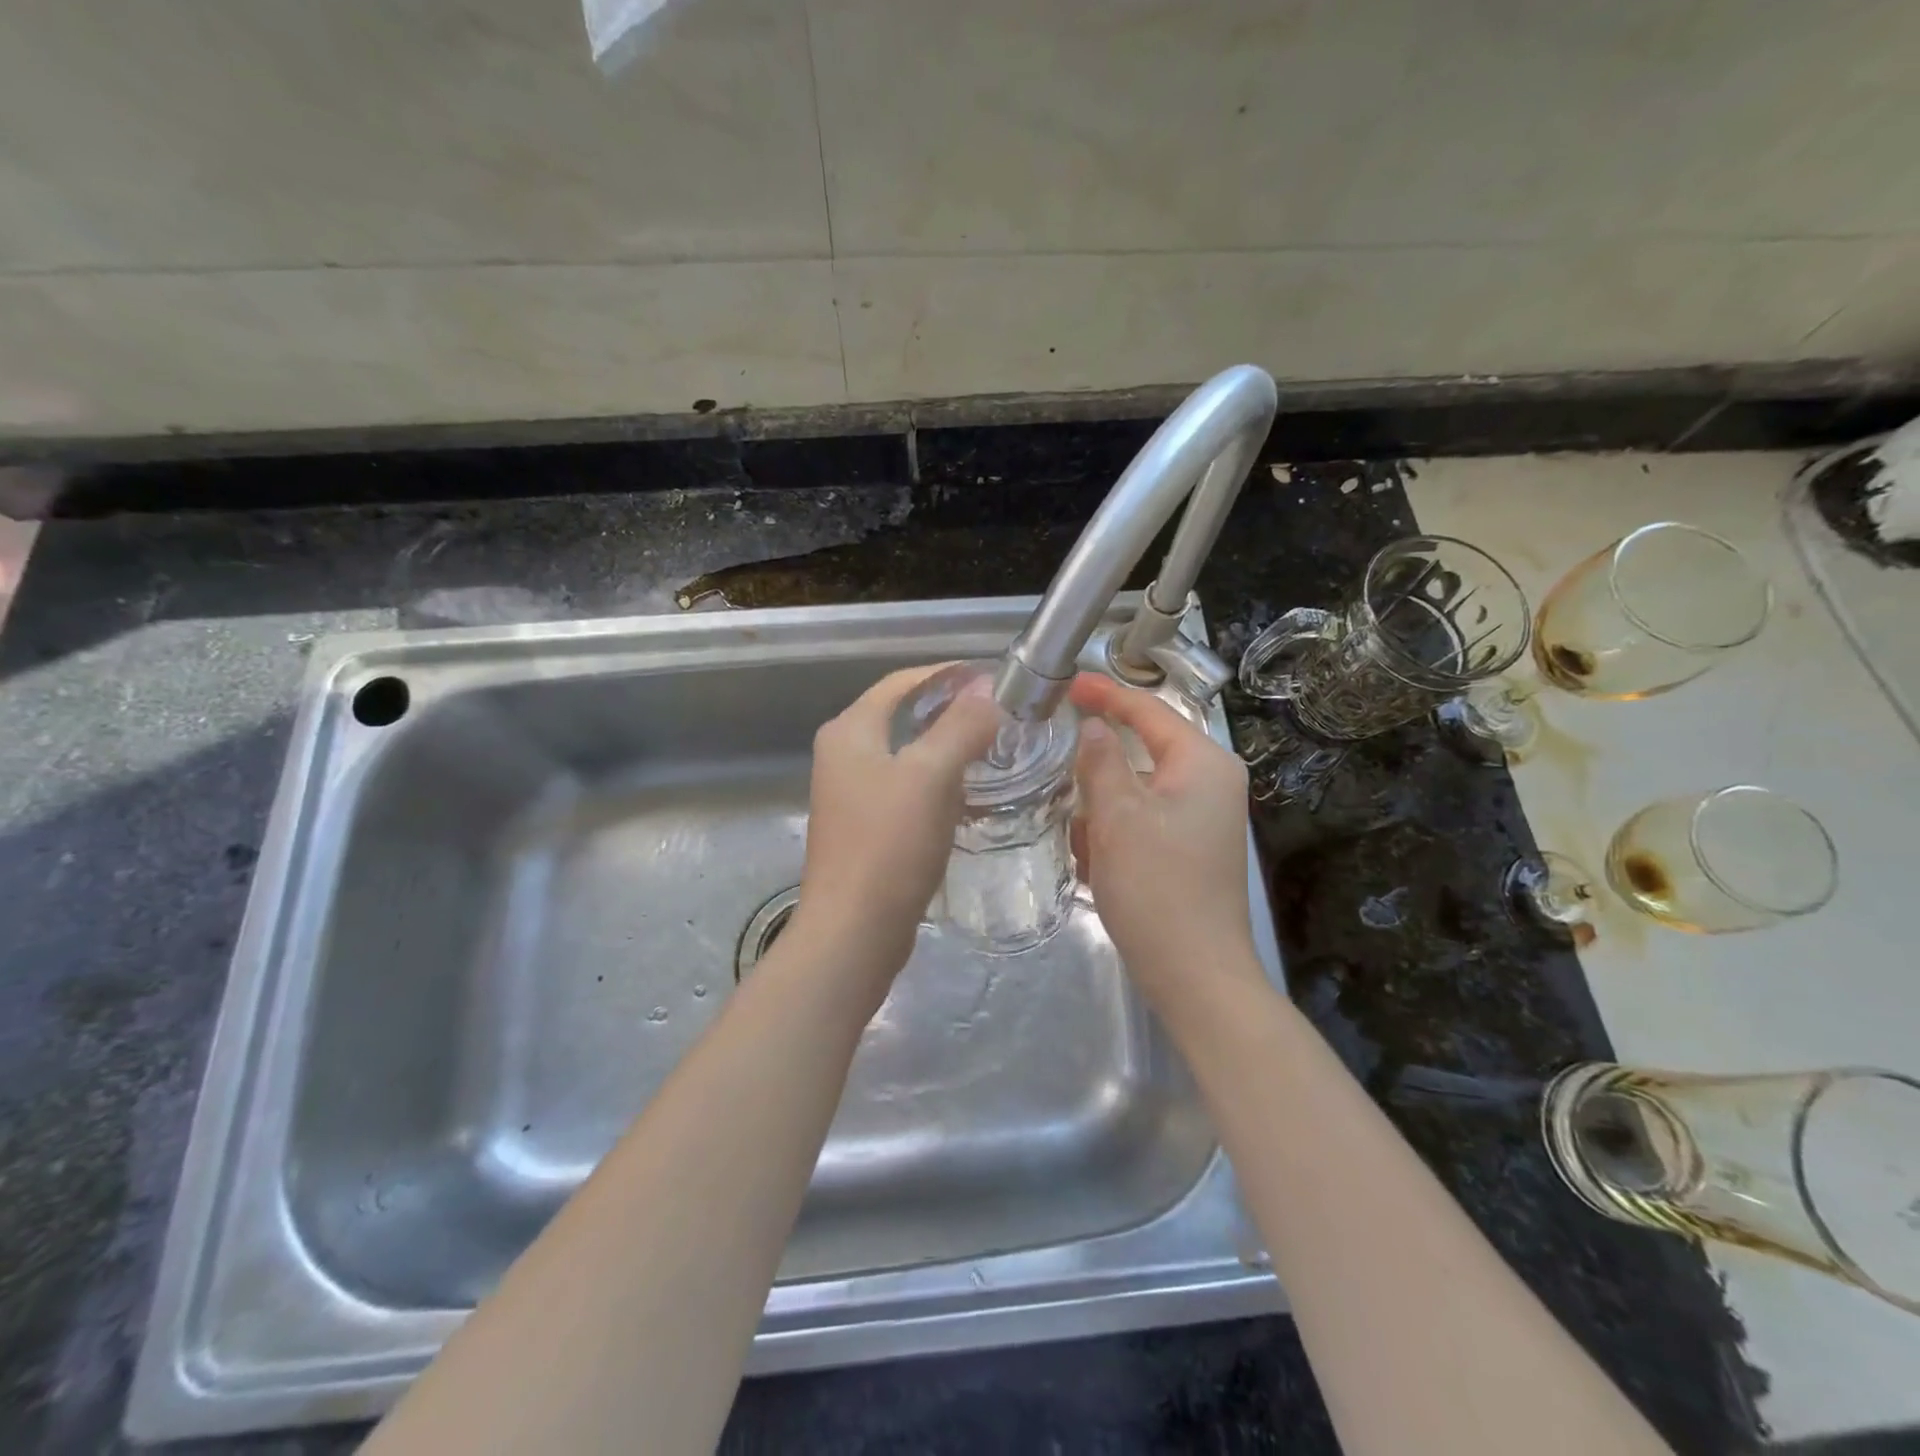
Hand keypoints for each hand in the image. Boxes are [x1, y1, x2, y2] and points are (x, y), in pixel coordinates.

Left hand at [790, 665, 1002, 994]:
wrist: (854, 931)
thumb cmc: (889, 845)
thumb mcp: (931, 776)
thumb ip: (961, 726)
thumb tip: (987, 688)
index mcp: (849, 731)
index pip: (901, 683)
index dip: (946, 675)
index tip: (992, 679)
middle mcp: (842, 754)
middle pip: (902, 716)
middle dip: (949, 711)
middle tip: (999, 715)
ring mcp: (849, 793)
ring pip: (906, 754)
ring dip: (945, 747)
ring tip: (992, 749)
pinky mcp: (864, 827)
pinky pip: (905, 788)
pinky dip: (936, 782)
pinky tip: (966, 794)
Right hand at [1068, 673, 1262, 1010]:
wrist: (1195, 975)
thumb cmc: (1157, 887)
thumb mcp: (1118, 816)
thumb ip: (1101, 760)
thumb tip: (1093, 726)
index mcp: (1203, 763)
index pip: (1149, 710)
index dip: (1105, 694)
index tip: (1065, 685)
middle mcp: (1210, 783)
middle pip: (1141, 753)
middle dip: (1097, 772)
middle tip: (1056, 776)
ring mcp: (1201, 820)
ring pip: (1135, 792)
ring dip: (1101, 810)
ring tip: (1080, 840)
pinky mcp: (1188, 850)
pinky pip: (1141, 823)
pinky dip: (1114, 835)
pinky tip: (1096, 865)